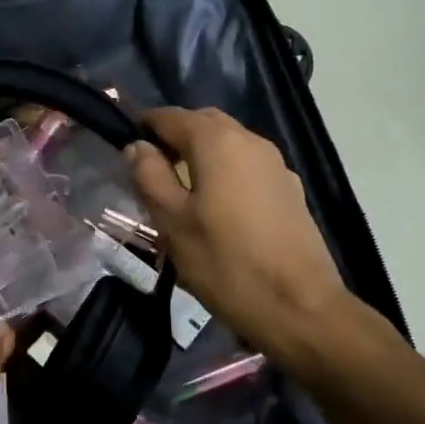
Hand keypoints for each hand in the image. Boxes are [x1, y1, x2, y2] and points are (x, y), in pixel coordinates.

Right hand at [124, 107, 365, 368]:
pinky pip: (247, 167)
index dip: (144, 126)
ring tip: (180, 192)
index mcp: (219, 142)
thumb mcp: (172, 222)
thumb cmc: (225, 263)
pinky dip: (224, 173)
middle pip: (204, 124)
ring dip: (200, 156)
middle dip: (175, 138)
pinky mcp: (289, 191)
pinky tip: (216, 209)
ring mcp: (276, 166)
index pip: (172, 116)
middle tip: (151, 171)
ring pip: (228, 145)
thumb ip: (149, 176)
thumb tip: (137, 146)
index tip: (125, 149)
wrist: (299, 307)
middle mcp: (252, 142)